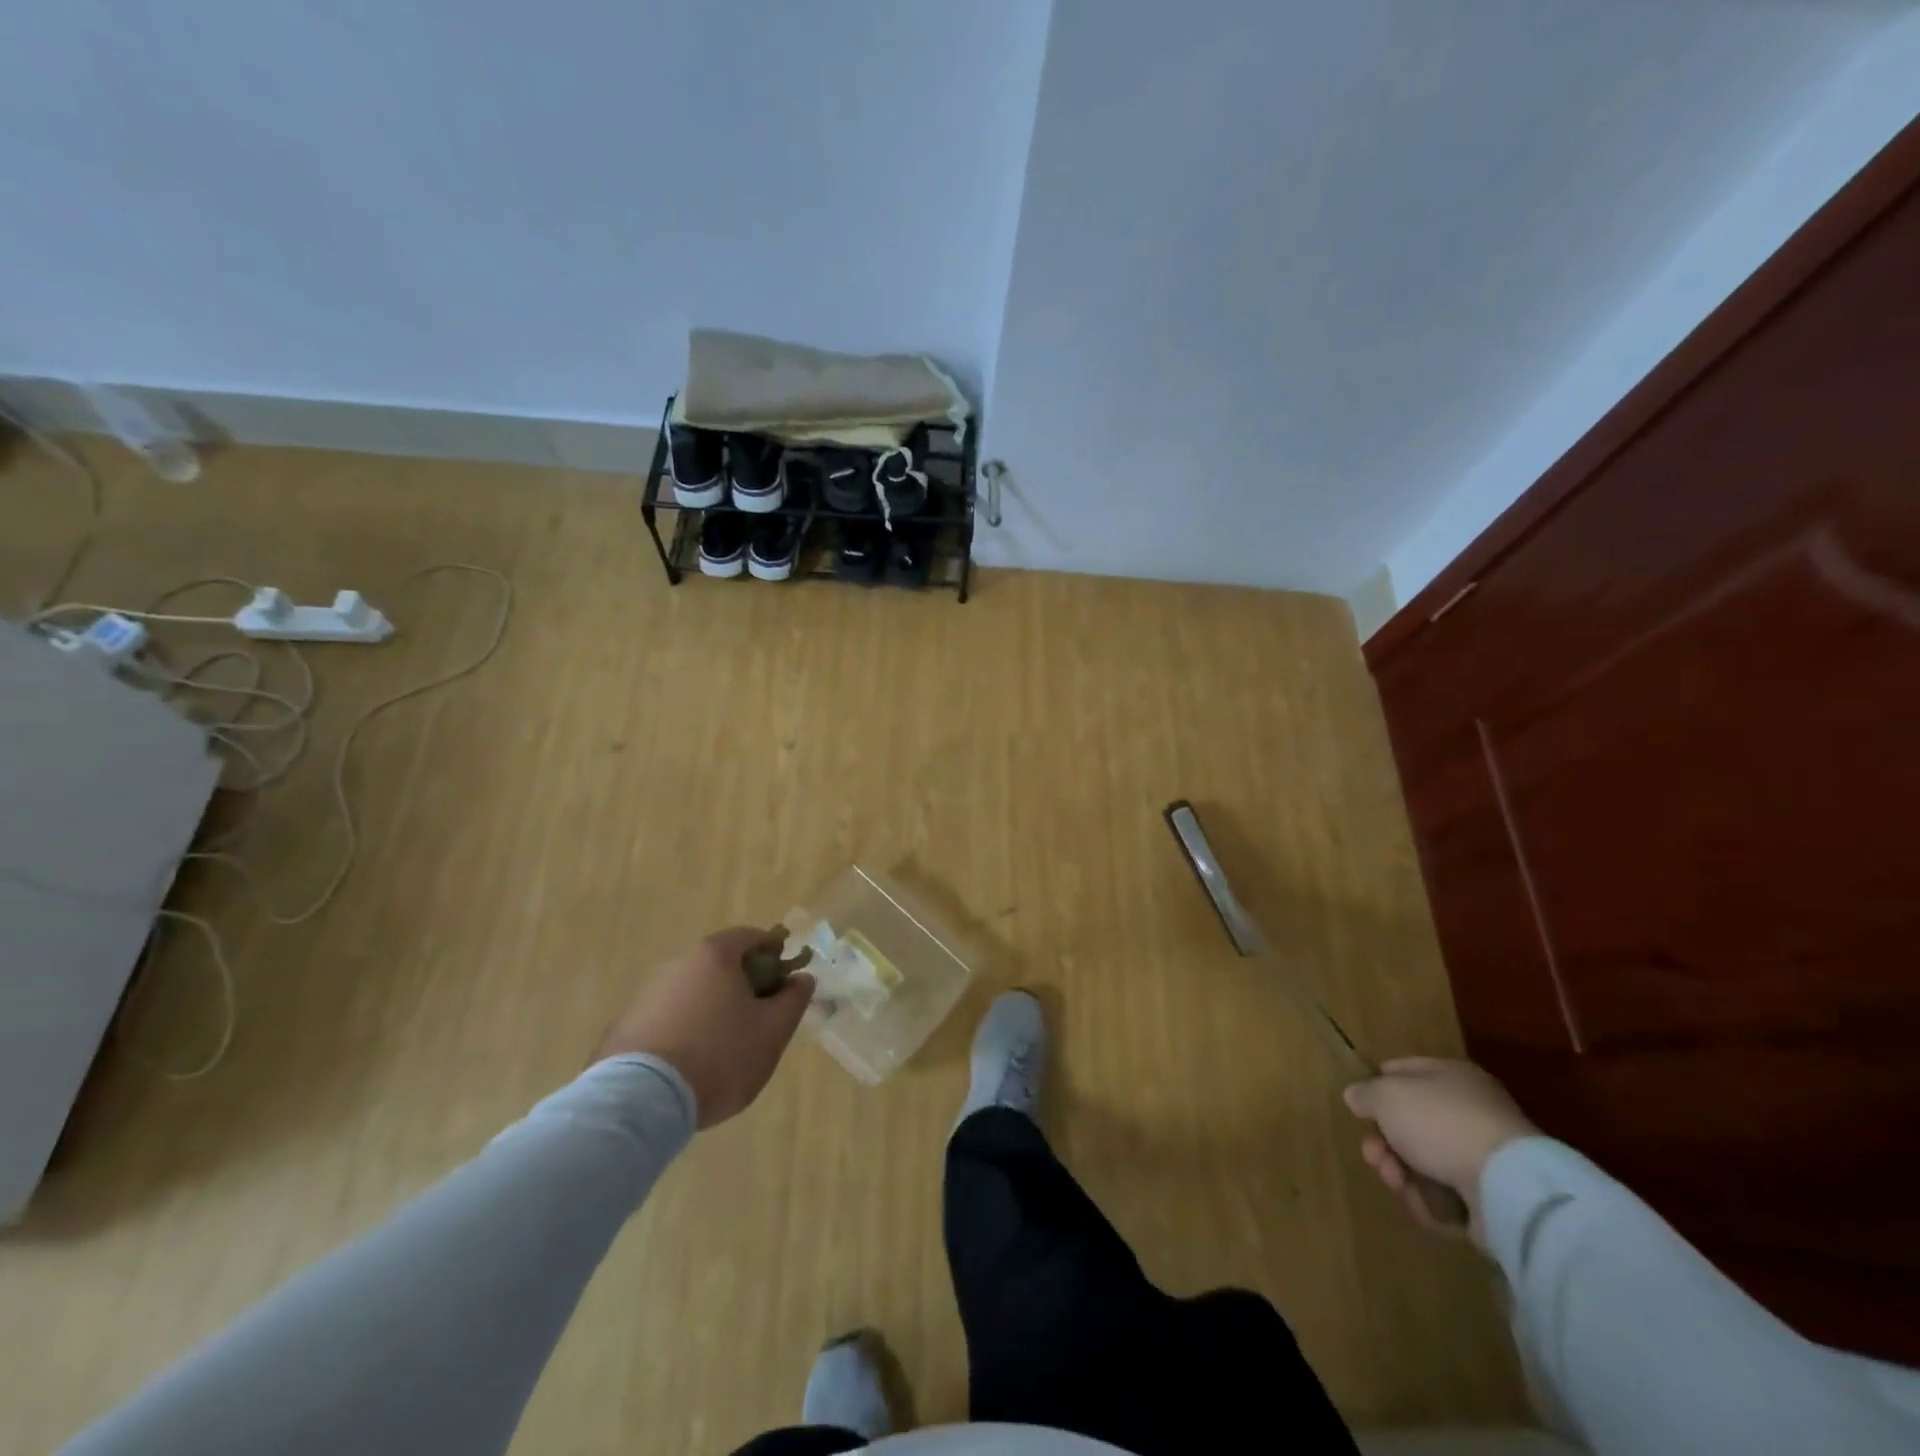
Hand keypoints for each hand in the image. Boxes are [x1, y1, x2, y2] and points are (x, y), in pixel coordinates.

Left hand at [595, 927, 814, 1127]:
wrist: (641, 1101)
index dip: (773, 953)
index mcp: (714, 956)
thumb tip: (802, 978)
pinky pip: (666, 1019)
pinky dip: (683, 1030)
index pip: (750, 936)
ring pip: (692, 993)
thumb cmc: (719, 1056)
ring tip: (722, 1049)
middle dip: (742, 985)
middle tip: (758, 1019)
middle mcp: (677, 964)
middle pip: (719, 964)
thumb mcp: (773, 1031)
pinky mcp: (624, 1026)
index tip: (784, 980)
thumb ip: (793, 1000)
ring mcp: (646, 994)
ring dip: (711, 1009)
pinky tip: (689, 1064)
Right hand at [1343, 1057, 1536, 1243]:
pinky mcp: (1492, 1198)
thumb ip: (1366, 1093)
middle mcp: (1469, 1111)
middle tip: (1372, 1154)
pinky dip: (1429, 1201)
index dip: (1377, 1086)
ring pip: (1425, 1160)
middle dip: (1384, 1140)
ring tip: (1394, 1180)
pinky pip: (1447, 1195)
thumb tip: (1356, 1096)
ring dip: (1400, 1171)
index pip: (1404, 1071)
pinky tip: (1420, 1203)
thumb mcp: (1386, 1095)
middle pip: (1411, 1122)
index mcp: (1450, 1076)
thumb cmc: (1440, 1122)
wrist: (1508, 1186)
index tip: (1360, 1108)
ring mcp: (1483, 1156)